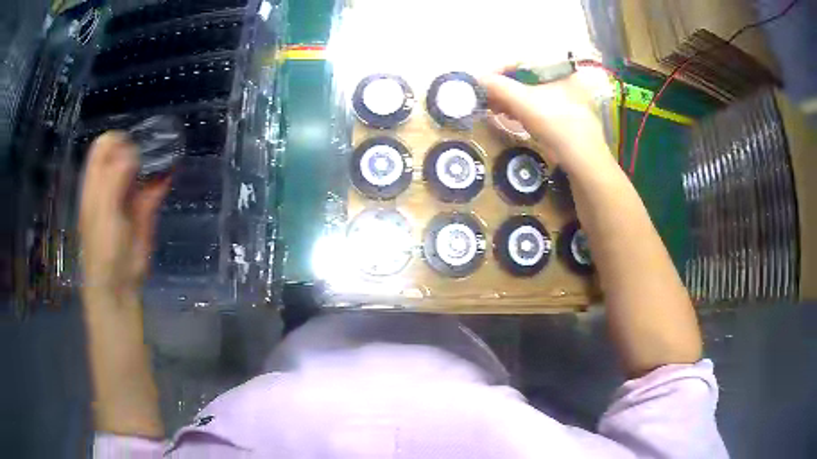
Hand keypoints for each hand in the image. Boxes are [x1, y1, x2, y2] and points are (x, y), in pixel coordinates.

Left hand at [79, 132, 169, 303]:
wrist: (119, 282)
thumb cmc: (103, 247)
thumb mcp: (103, 209)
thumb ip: (114, 177)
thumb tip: (135, 152)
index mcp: (96, 182)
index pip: (103, 146)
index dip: (117, 141)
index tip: (132, 148)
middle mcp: (112, 183)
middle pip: (124, 151)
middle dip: (138, 145)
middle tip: (151, 150)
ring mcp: (129, 195)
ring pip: (142, 166)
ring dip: (154, 158)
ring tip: (167, 152)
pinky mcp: (145, 209)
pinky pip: (156, 185)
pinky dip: (164, 177)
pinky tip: (171, 172)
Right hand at [480, 73, 609, 171]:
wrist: (584, 162)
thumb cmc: (557, 125)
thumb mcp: (524, 102)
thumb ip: (498, 87)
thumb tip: (475, 79)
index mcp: (560, 68)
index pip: (522, 62)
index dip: (498, 71)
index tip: (480, 84)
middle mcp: (565, 79)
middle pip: (525, 77)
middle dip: (503, 88)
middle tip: (485, 99)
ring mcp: (567, 98)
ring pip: (531, 92)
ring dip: (510, 100)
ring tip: (495, 110)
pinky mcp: (565, 115)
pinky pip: (538, 106)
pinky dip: (522, 110)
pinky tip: (511, 118)